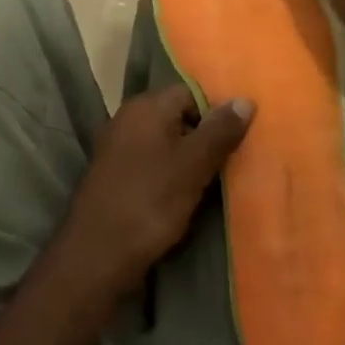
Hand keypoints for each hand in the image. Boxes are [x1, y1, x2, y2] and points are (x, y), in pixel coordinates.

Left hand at [50, 85, 252, 299]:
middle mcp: (127, 118)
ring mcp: (117, 147)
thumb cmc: (150, 201)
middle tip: (230, 162)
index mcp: (145, 107)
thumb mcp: (193, 165)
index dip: (216, 113)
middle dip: (204, 137)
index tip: (237, 140)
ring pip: (164, 142)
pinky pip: (150, 163)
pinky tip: (185, 196)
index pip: (190, 92)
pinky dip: (169, 174)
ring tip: (213, 182)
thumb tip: (245, 99)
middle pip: (177, 116)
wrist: (99, 252)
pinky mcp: (114, 174)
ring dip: (188, 160)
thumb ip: (220, 131)